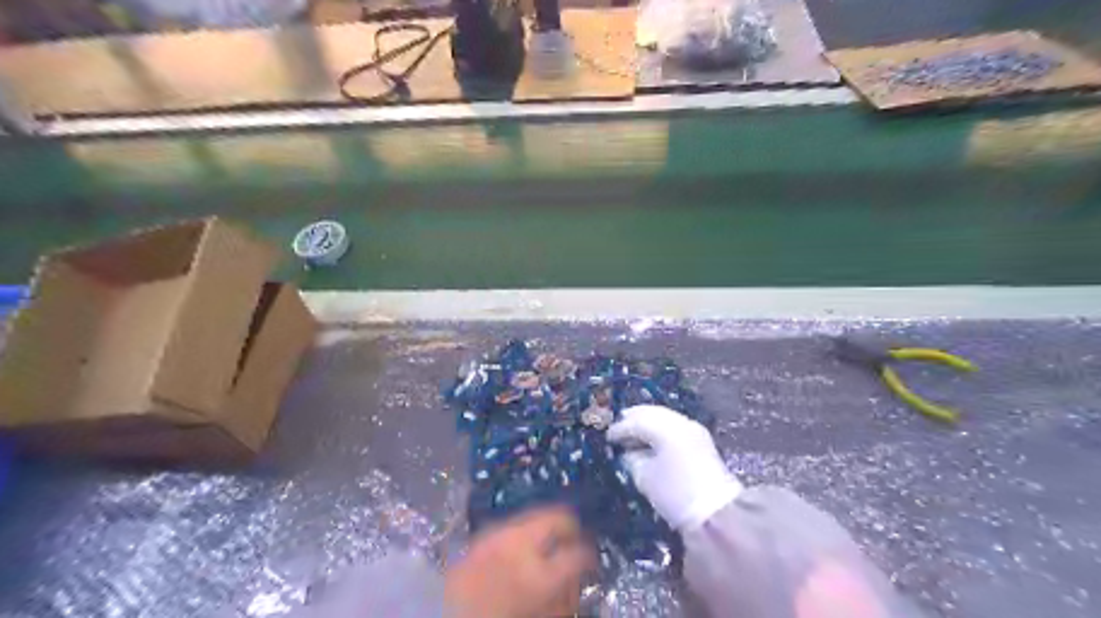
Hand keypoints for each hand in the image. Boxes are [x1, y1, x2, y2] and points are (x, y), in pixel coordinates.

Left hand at [442, 508, 592, 617]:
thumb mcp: (541, 615)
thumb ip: (562, 600)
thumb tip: (574, 580)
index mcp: (537, 576)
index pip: (579, 553)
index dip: (590, 555)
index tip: (591, 560)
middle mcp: (518, 544)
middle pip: (557, 516)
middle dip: (570, 526)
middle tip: (574, 539)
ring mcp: (496, 534)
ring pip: (533, 515)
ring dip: (544, 528)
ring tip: (545, 546)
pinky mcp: (478, 535)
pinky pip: (511, 526)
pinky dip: (522, 533)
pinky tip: (518, 551)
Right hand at [605, 406, 742, 530]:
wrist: (717, 513)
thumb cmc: (675, 494)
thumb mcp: (645, 478)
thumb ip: (632, 460)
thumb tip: (627, 453)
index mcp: (665, 429)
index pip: (636, 422)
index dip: (619, 429)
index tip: (607, 437)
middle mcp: (680, 423)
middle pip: (651, 413)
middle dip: (633, 419)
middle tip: (618, 427)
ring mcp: (693, 430)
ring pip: (664, 417)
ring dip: (647, 423)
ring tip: (633, 435)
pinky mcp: (700, 441)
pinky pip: (673, 426)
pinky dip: (659, 430)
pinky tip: (650, 441)